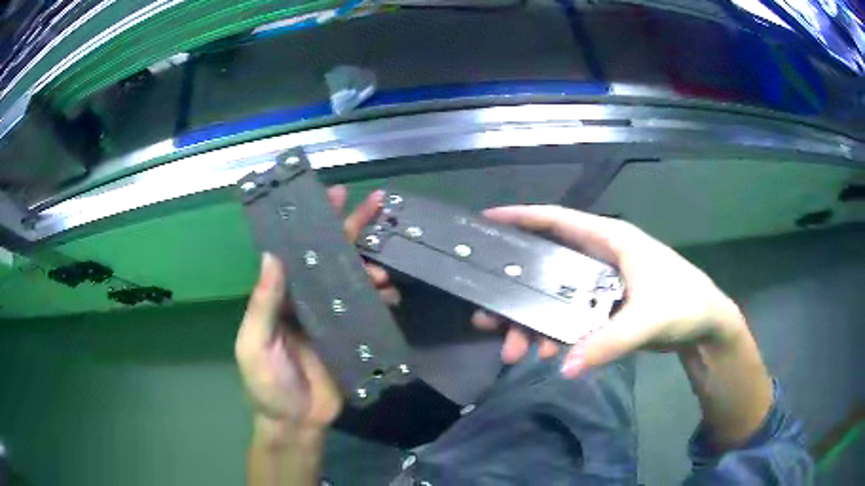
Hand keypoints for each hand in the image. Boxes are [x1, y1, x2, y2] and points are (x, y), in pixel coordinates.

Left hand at [235, 186, 397, 440]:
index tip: (332, 196)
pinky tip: (391, 293)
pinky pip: (369, 310)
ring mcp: (333, 317)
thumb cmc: (267, 384)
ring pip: (354, 281)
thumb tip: (272, 256)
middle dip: (351, 229)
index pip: (300, 252)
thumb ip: (263, 304)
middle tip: (373, 203)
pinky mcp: (353, 336)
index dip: (315, 224)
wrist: (296, 423)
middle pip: (331, 258)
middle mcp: (309, 300)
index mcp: (282, 297)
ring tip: (383, 269)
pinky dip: (382, 298)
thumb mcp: (255, 343)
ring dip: (370, 267)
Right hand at [472, 205, 747, 376]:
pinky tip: (546, 353)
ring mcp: (602, 283)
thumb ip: (609, 342)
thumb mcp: (649, 319)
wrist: (706, 325)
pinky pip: (569, 315)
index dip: (521, 218)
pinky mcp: (605, 306)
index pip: (558, 220)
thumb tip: (564, 367)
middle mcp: (601, 257)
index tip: (486, 222)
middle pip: (547, 266)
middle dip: (517, 291)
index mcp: (611, 240)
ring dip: (532, 321)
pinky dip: (554, 332)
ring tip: (514, 350)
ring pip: (555, 295)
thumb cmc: (685, 305)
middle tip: (487, 317)